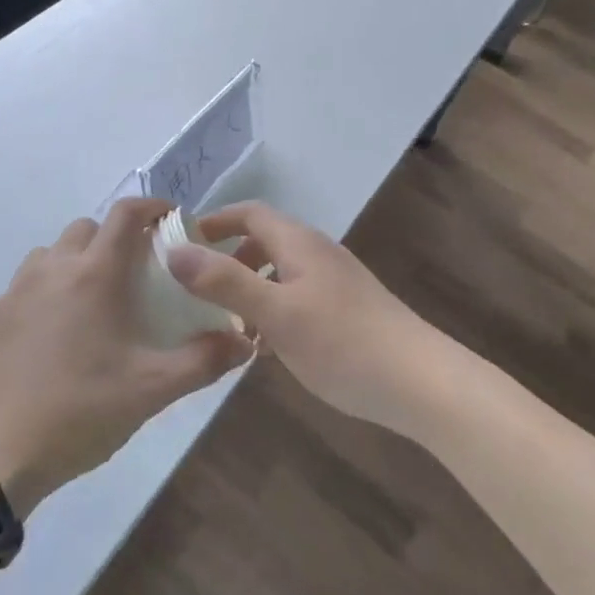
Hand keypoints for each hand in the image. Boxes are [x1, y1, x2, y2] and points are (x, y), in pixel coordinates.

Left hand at [0, 198, 254, 511]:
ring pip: (49, 254)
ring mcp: (13, 292)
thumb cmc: (78, 412)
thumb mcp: (151, 391)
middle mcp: (51, 269)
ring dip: (74, 262)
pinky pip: (18, 290)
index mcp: (94, 274)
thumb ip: (204, 361)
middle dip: (113, 238)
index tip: (171, 219)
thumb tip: (245, 341)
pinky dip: (39, 296)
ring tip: (90, 301)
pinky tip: (46, 334)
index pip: (125, 214)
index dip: (152, 207)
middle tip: (135, 272)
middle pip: (86, 228)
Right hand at [166, 201, 437, 431]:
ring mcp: (336, 281)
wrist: (419, 381)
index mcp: (298, 243)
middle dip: (230, 259)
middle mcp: (317, 252)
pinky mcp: (348, 308)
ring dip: (251, 289)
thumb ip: (225, 281)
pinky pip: (298, 296)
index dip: (216, 221)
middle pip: (265, 241)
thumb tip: (174, 251)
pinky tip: (268, 348)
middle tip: (199, 289)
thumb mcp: (275, 313)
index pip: (250, 213)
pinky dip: (274, 309)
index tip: (183, 242)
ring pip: (281, 272)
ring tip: (227, 325)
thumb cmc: (342, 342)